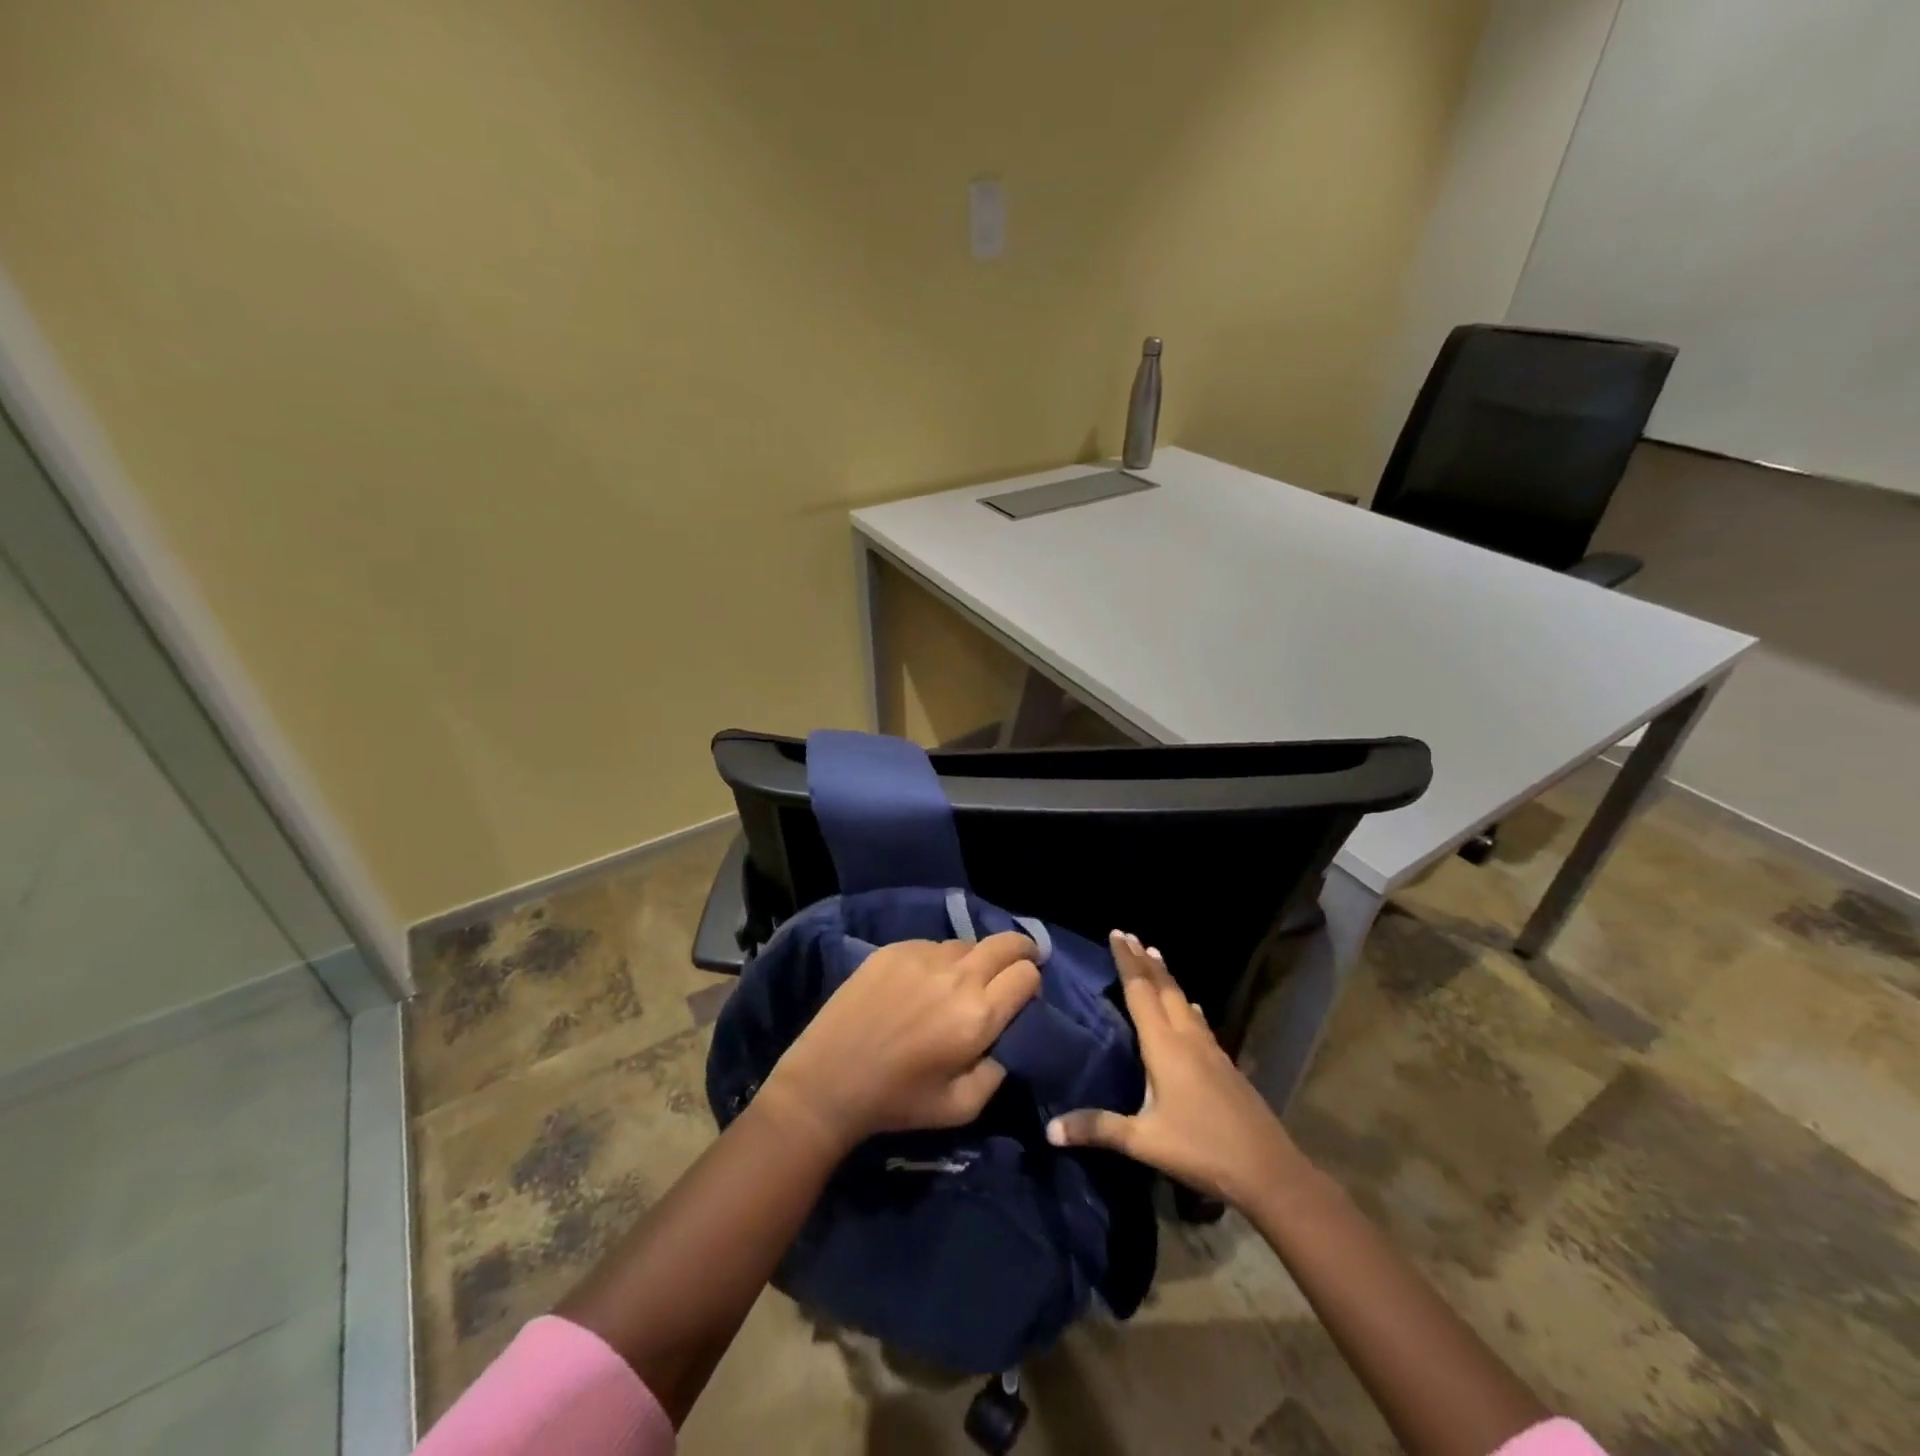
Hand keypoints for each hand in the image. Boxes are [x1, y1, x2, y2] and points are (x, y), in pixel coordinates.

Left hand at [762, 932, 1041, 1153]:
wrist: (828, 1081)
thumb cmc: (898, 1101)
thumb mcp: (962, 1107)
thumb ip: (997, 1071)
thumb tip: (1006, 1039)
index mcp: (978, 1015)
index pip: (1026, 974)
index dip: (1031, 984)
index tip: (1022, 998)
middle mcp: (957, 976)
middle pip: (1006, 942)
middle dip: (1021, 951)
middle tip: (1017, 966)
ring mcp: (923, 956)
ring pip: (967, 943)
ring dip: (975, 959)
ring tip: (960, 982)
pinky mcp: (894, 949)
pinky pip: (932, 944)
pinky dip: (939, 959)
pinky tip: (923, 983)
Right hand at [1047, 931, 1305, 1208]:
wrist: (1269, 1171)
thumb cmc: (1201, 1150)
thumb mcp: (1144, 1142)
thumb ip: (1098, 1128)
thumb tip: (1050, 1128)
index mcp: (1164, 1046)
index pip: (1140, 992)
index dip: (1127, 962)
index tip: (1116, 933)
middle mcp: (1187, 1038)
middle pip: (1163, 988)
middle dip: (1144, 961)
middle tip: (1129, 936)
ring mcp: (1210, 1049)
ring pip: (1183, 1000)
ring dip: (1166, 978)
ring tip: (1155, 958)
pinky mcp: (1224, 1064)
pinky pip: (1198, 1021)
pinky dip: (1186, 1005)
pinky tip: (1191, 1009)